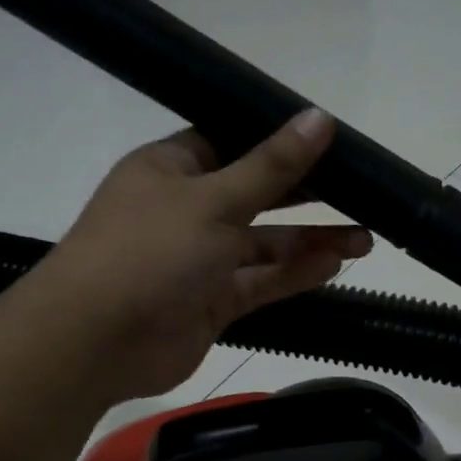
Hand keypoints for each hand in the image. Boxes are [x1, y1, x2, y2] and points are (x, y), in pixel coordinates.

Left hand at [41, 110, 370, 401]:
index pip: (231, 142)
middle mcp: (186, 210)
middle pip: (255, 194)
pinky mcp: (211, 302)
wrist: (95, 342)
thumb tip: (319, 118)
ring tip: (365, 237)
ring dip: (309, 241)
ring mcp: (198, 260)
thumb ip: (272, 166)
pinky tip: (335, 265)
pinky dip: (293, 275)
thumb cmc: (148, 252)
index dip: (277, 141)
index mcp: (171, 168)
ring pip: (263, 244)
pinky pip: (259, 282)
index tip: (329, 141)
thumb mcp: (214, 200)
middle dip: (306, 196)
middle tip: (362, 193)